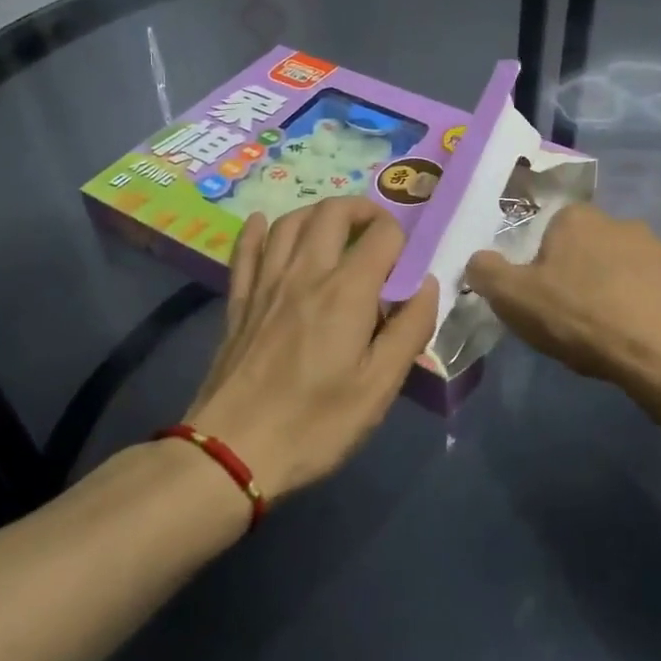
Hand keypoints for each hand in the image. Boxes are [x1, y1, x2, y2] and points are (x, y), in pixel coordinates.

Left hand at [181, 197, 436, 504]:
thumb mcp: (380, 386)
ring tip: (335, 229)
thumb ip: (411, 329)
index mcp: (346, 291)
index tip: (408, 266)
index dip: (403, 240)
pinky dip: (257, 230)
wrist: (232, 450)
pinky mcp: (239, 301)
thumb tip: (428, 285)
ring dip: (317, 213)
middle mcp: (305, 272)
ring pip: (290, 222)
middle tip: (378, 234)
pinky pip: (245, 250)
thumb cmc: (316, 423)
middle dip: (362, 210)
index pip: (382, 235)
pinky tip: (262, 223)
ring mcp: (266, 283)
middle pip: (332, 212)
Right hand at [465, 204, 660, 391]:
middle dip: (584, 274)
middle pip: (592, 248)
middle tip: (576, 317)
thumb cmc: (581, 317)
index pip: (552, 232)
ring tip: (613, 333)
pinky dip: (654, 310)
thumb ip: (487, 272)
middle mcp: (623, 223)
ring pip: (631, 269)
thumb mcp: (514, 298)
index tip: (544, 298)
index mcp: (578, 220)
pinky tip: (647, 339)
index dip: (544, 265)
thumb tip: (477, 259)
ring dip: (621, 290)